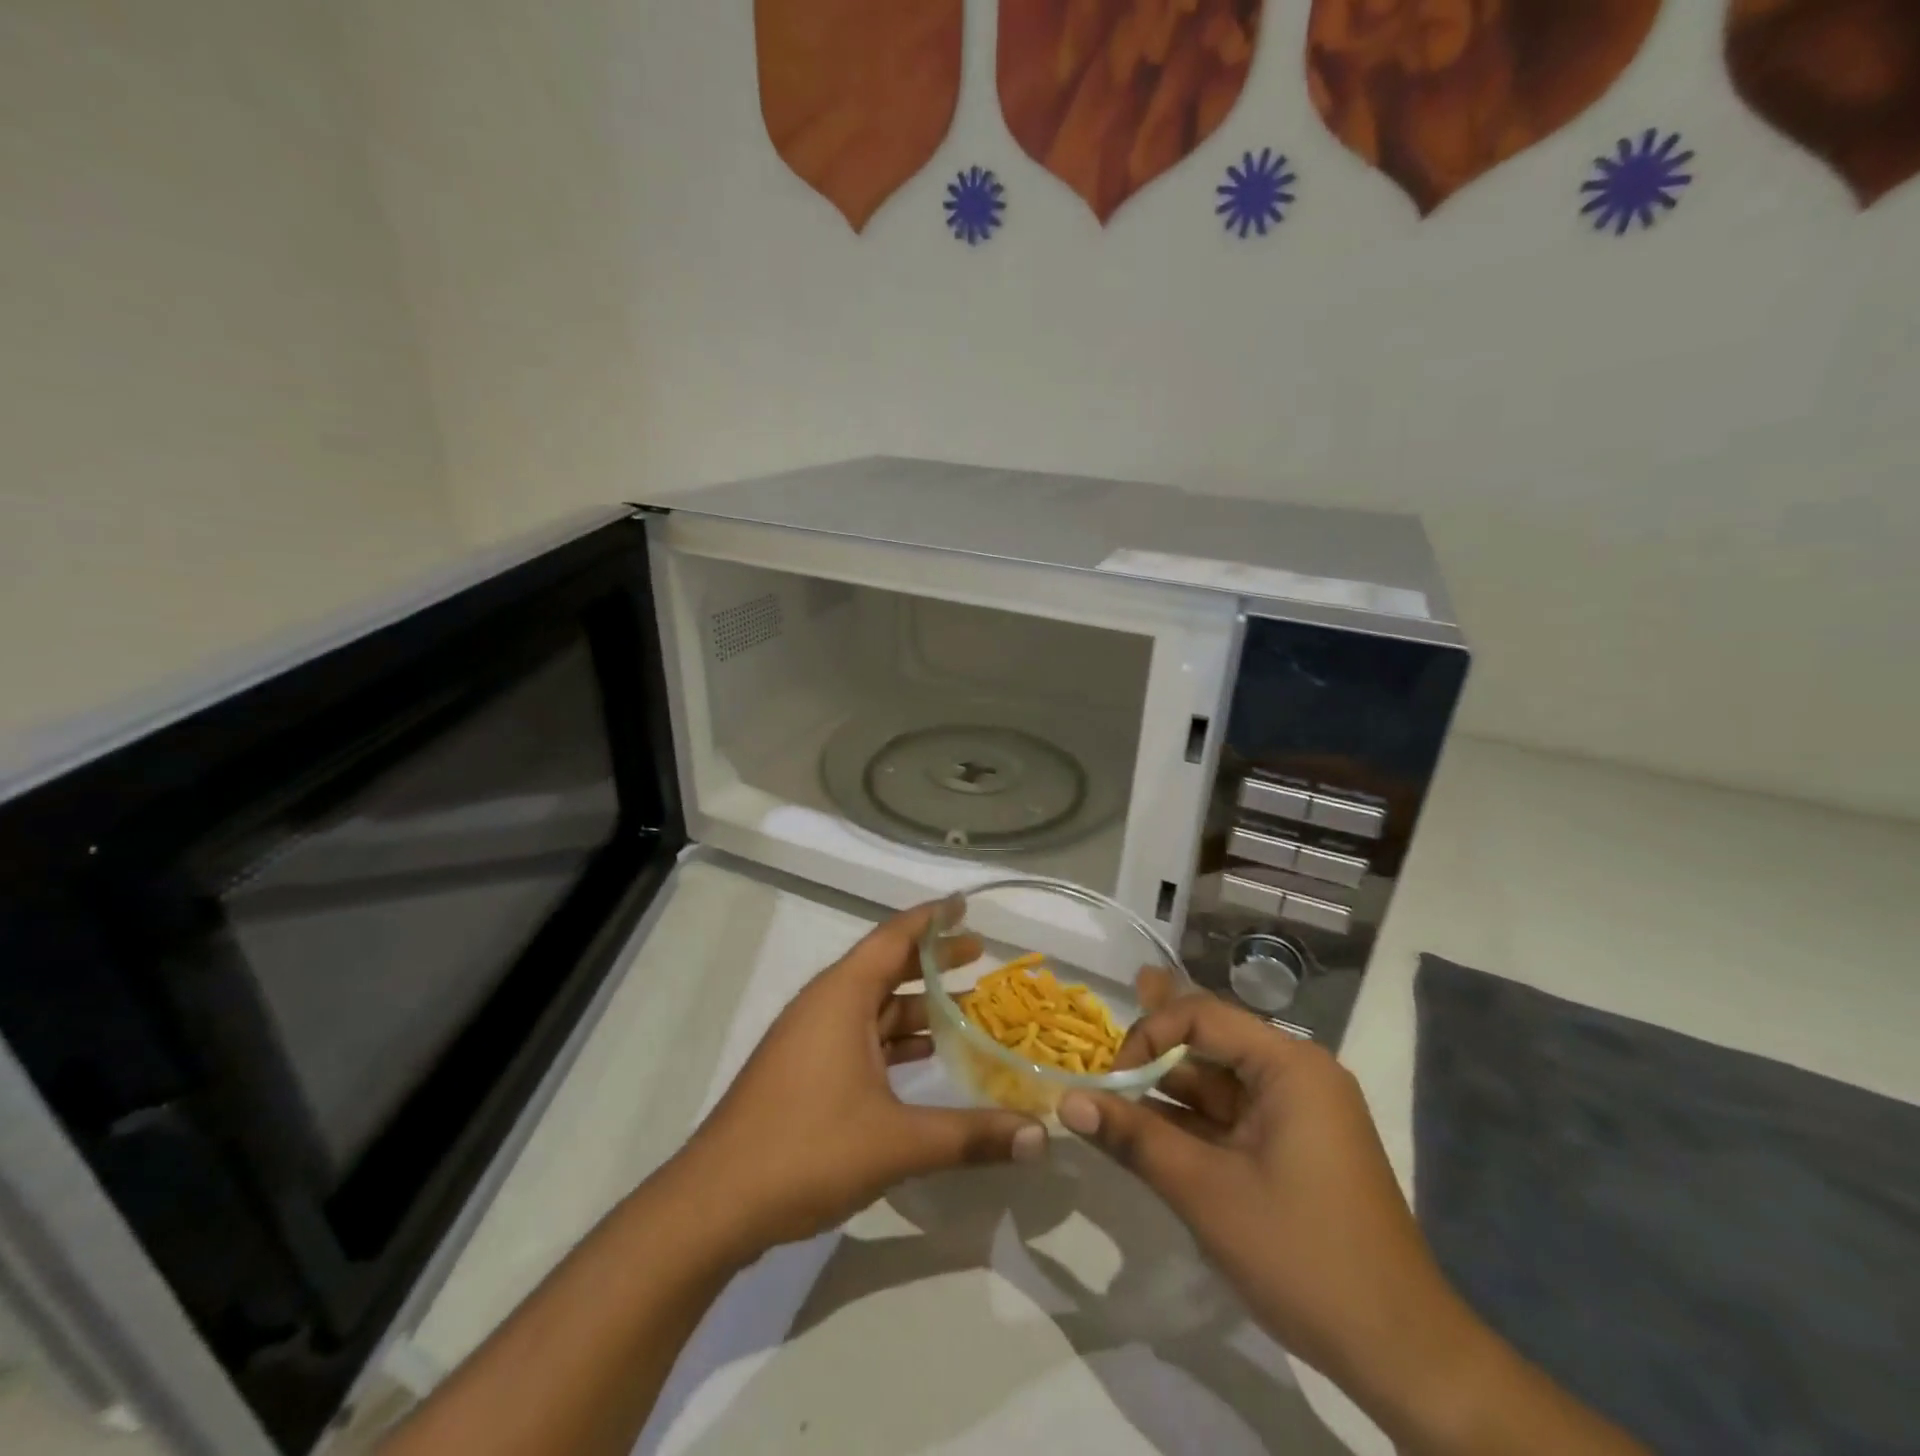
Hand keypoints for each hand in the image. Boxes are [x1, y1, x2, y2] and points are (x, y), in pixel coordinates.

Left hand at [673, 900, 1046, 1259]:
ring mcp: (811, 1039)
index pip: (894, 937)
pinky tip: (925, 1058)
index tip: (966, 904)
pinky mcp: (804, 1071)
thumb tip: (1041, 1135)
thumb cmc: (806, 1150)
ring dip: (918, 1006)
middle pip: (887, 967)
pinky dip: (895, 1039)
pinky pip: (860, 1036)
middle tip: (981, 953)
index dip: (932, 918)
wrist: (714, 1205)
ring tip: (967, 1009)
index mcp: (842, 996)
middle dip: (933, 960)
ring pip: (874, 1006)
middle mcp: (825, 1005)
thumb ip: (970, 1136)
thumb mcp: (896, 1142)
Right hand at [1056, 975, 1470, 1417]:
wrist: (1402, 1356)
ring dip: (1165, 1092)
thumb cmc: (1303, 1256)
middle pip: (1209, 1043)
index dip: (1149, 1034)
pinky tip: (1146, 1130)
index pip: (1202, 1015)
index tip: (1111, 1079)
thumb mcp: (1206, 1193)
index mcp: (1290, 1066)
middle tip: (1097, 1058)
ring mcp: (1297, 1113)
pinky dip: (1189, 1123)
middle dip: (1152, 1054)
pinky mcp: (1293, 1148)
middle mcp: (1296, 1075)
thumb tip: (1067, 1100)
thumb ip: (1134, 1138)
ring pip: (1215, 1084)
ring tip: (1109, 1095)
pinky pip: (1229, 1118)